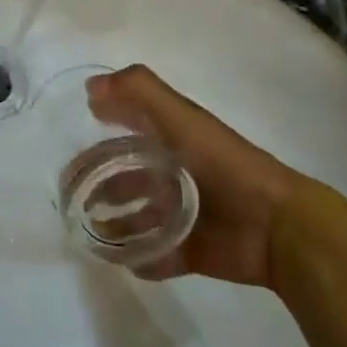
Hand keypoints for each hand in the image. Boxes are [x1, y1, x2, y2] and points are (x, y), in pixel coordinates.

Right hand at [88, 64, 298, 286]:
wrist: (276, 225)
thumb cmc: (223, 164)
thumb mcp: (180, 117)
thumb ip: (139, 92)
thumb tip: (91, 86)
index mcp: (174, 139)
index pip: (132, 123)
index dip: (108, 118)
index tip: (80, 122)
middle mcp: (175, 173)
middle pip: (127, 174)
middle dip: (99, 179)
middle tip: (70, 190)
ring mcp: (183, 214)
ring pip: (137, 216)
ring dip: (113, 221)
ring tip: (89, 228)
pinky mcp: (192, 250)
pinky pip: (157, 255)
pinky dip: (139, 258)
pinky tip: (120, 259)